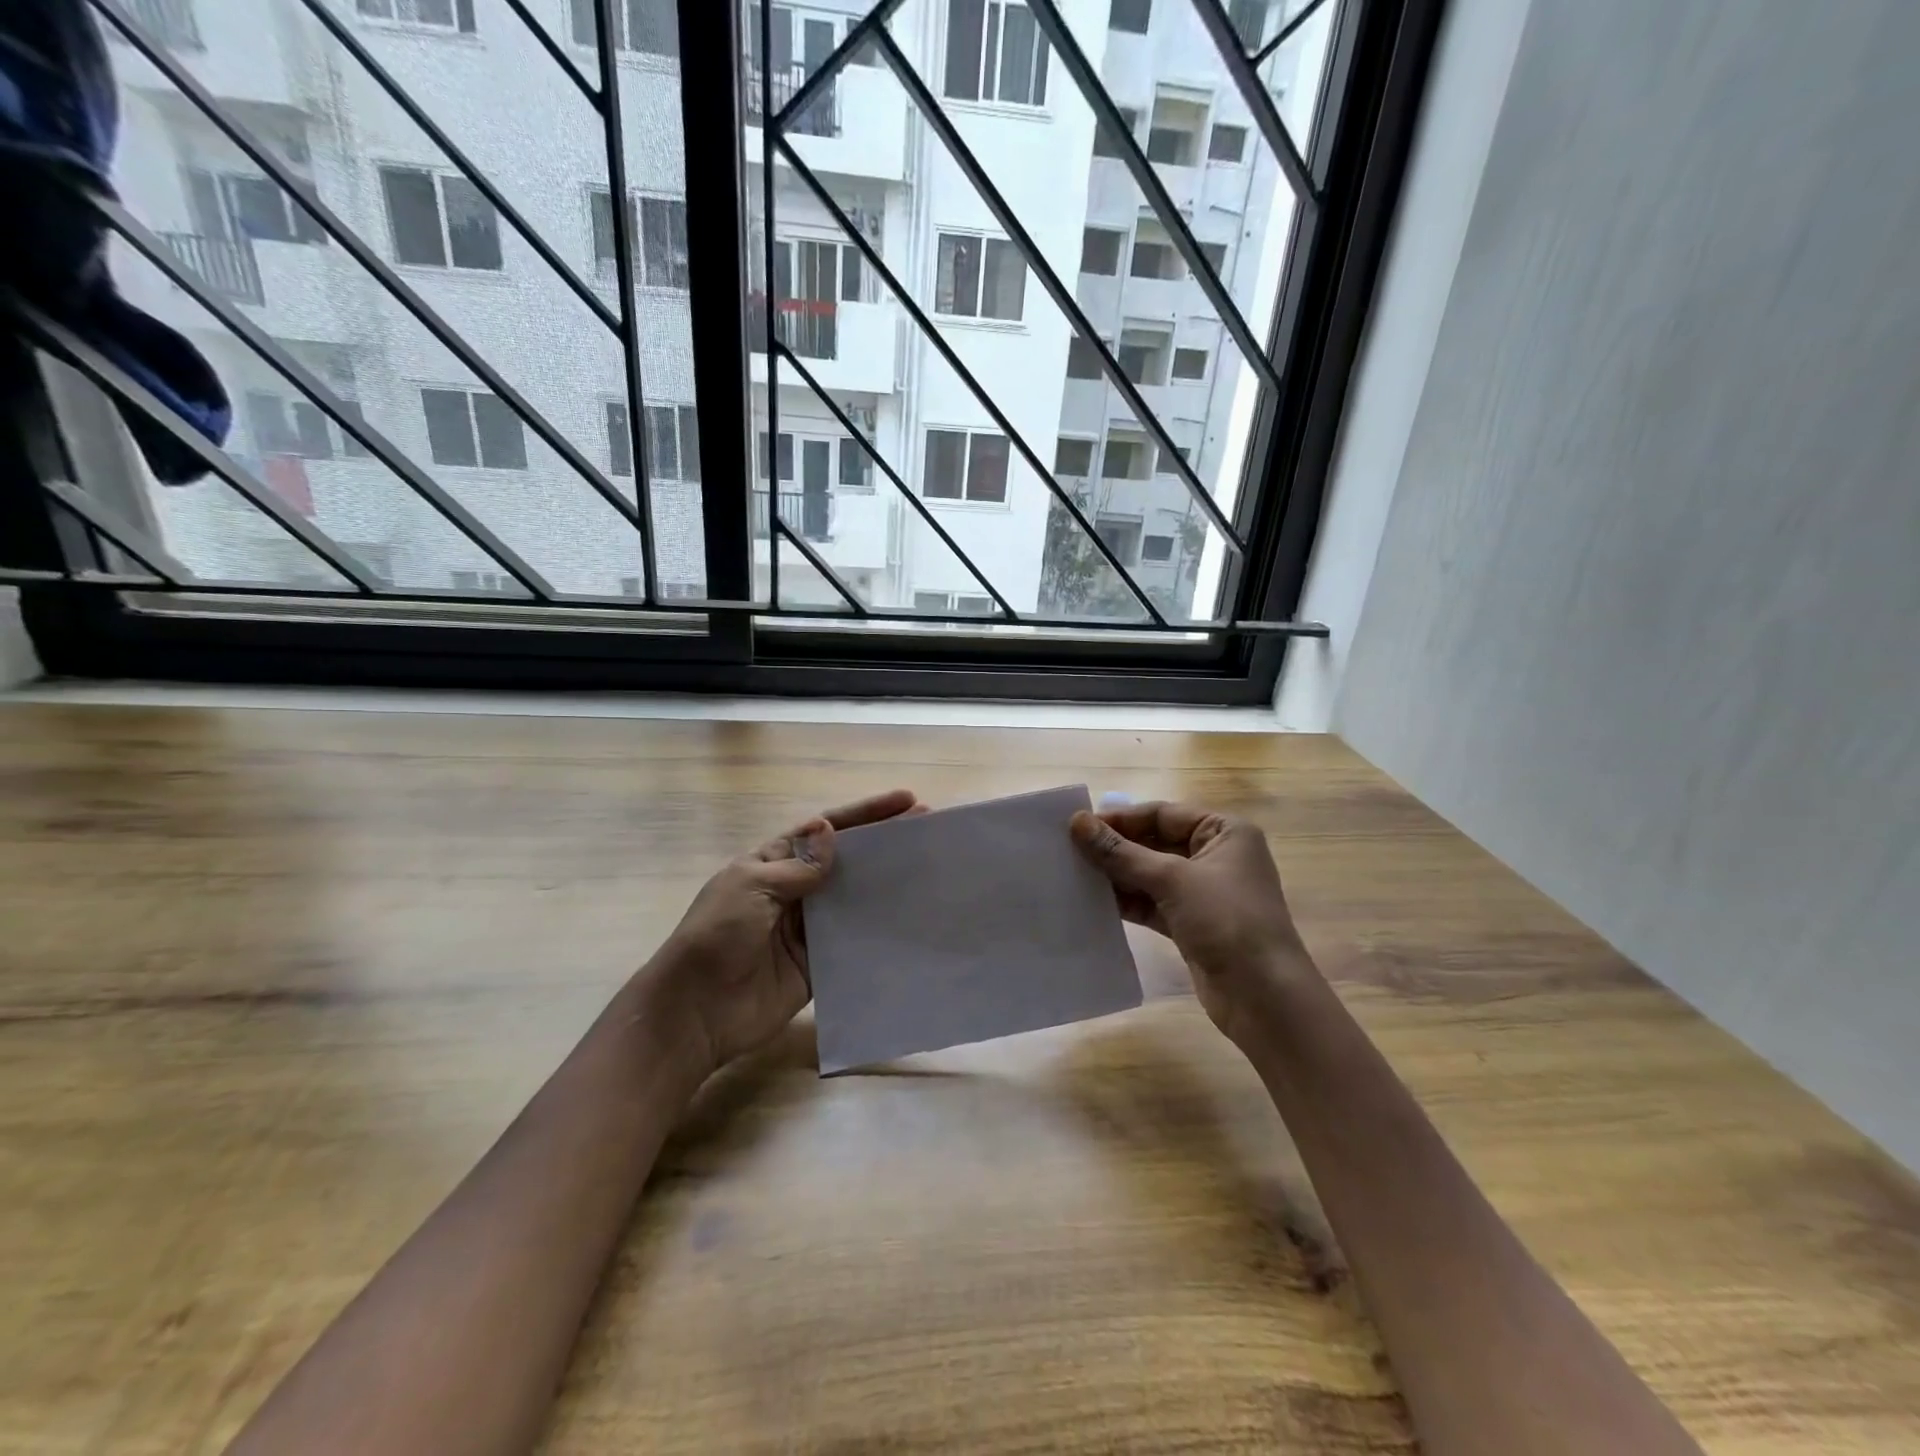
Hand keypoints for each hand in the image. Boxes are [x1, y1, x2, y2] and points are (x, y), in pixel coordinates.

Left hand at [649, 788, 924, 1076]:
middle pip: (847, 861)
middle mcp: (796, 890)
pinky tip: (910, 923)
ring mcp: (809, 929)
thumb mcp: (751, 887)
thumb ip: (797, 866)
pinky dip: (878, 932)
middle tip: (929, 832)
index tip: (907, 802)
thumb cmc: (717, 936)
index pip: (825, 830)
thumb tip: (830, 831)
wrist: (697, 1011)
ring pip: (855, 899)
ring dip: (887, 886)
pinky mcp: (819, 965)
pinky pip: (853, 943)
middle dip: (885, 845)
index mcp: (774, 862)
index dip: (865, 814)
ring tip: (930, 873)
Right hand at [1070, 801, 1314, 1042]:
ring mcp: (1204, 893)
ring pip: (1150, 874)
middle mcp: (1215, 856)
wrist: (1264, 998)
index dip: (1121, 819)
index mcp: (1224, 832)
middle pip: (1155, 842)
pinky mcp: (1192, 924)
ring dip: (1117, 875)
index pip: (1162, 814)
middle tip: (1069, 850)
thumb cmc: (1227, 922)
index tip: (1077, 826)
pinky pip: (1152, 903)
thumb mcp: (1172, 880)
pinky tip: (1095, 902)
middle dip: (1116, 848)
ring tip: (1074, 875)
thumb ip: (1121, 852)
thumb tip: (1077, 823)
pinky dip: (1127, 901)